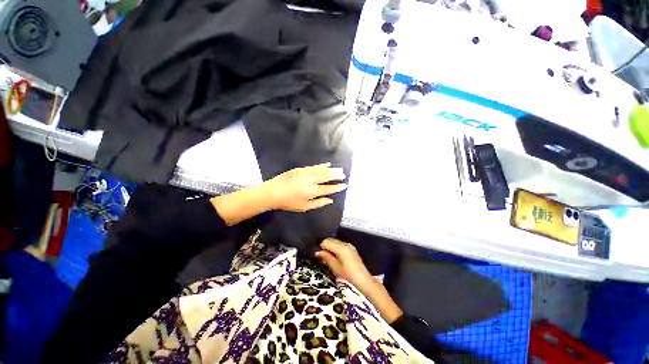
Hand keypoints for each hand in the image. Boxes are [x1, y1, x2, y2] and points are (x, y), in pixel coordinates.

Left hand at [262, 163, 346, 211]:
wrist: (273, 192)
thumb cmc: (289, 202)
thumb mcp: (304, 207)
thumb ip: (318, 203)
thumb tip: (330, 200)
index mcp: (312, 191)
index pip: (328, 189)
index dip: (337, 187)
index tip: (344, 185)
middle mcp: (311, 181)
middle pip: (327, 177)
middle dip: (336, 176)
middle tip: (344, 175)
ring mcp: (306, 173)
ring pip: (321, 170)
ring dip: (331, 170)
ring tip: (339, 169)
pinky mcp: (301, 169)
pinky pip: (314, 166)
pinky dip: (321, 165)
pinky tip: (327, 164)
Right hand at [315, 238, 374, 292]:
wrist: (363, 280)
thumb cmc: (348, 275)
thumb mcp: (335, 267)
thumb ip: (326, 257)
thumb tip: (317, 252)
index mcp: (341, 247)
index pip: (326, 242)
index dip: (320, 247)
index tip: (316, 254)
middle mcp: (345, 244)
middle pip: (331, 240)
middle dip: (324, 246)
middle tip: (320, 256)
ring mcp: (349, 245)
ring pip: (335, 242)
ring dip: (330, 247)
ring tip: (326, 257)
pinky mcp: (351, 249)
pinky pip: (340, 245)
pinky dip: (335, 248)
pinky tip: (334, 257)